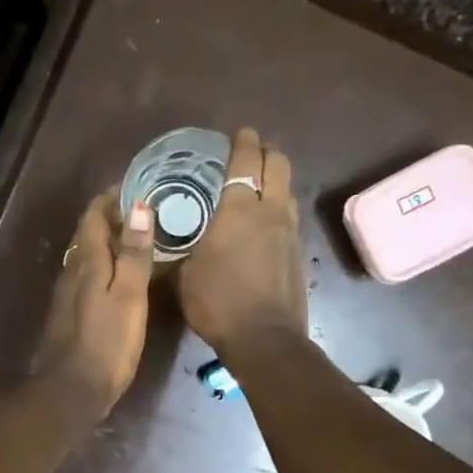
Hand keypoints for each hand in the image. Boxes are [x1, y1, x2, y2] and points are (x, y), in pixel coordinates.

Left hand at [32, 188, 155, 414]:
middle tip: (147, 214)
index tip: (137, 188)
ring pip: (88, 259)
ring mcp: (67, 296)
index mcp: (86, 263)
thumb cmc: (106, 344)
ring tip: (141, 244)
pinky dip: (106, 271)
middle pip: (89, 236)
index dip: (111, 199)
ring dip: (110, 246)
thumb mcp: (128, 297)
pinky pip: (88, 280)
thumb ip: (134, 254)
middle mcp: (72, 273)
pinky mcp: (70, 317)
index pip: (93, 216)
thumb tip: (138, 205)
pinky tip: (123, 282)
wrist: (71, 391)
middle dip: (114, 220)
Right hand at [179, 127, 307, 356]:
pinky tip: (263, 226)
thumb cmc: (217, 303)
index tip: (239, 133)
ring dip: (274, 181)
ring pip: (287, 190)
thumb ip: (183, 248)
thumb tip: (174, 240)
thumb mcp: (184, 274)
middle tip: (249, 156)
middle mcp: (270, 211)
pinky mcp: (299, 254)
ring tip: (256, 189)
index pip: (245, 160)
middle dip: (265, 152)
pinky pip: (289, 218)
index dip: (242, 142)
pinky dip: (277, 210)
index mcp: (239, 209)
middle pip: (278, 164)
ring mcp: (289, 232)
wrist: (264, 338)